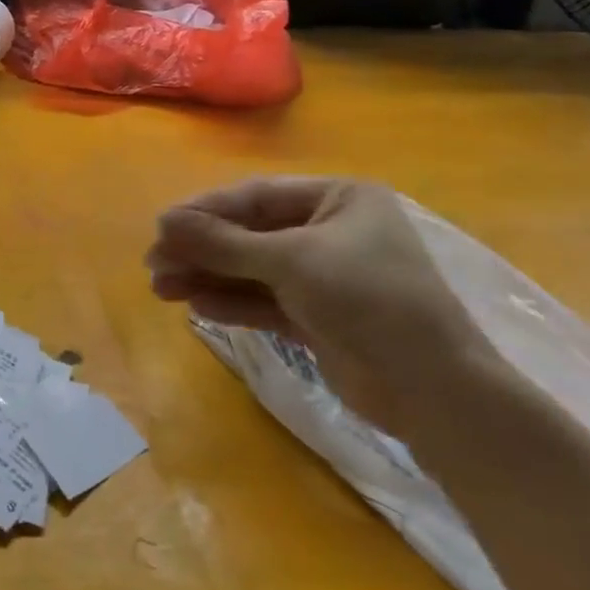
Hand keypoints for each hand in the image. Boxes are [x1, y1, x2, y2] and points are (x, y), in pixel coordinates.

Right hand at [145, 178, 495, 439]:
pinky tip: (195, 305)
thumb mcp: (291, 261)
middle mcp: (330, 231)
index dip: (205, 211)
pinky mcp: (319, 318)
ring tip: (161, 287)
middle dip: (202, 249)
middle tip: (154, 263)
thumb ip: (224, 243)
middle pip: (250, 234)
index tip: (161, 227)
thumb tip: (163, 222)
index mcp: (337, 199)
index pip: (256, 197)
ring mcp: (325, 277)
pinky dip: (231, 302)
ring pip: (252, 270)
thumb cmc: (368, 299)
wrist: (435, 391)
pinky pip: (265, 301)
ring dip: (209, 277)